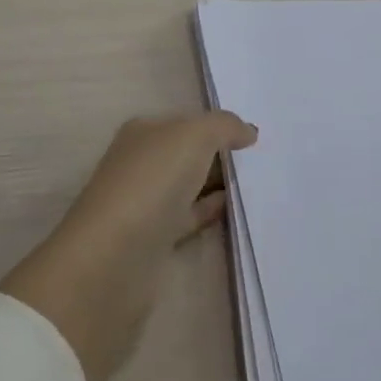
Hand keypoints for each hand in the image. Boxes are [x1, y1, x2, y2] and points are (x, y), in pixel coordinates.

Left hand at [0, 111, 257, 380]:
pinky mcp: (153, 240)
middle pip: (187, 153)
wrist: (115, 258)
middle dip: (220, 155)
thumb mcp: (193, 136)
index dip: (217, 126)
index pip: (184, 122)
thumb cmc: (151, 182)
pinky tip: (237, 210)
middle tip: (265, 160)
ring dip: (218, 185)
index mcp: (142, 133)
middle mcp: (139, 163)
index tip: (254, 136)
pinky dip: (211, 212)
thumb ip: (223, 126)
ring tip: (261, 185)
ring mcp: (144, 203)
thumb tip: (247, 131)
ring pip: (189, 186)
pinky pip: (190, 217)